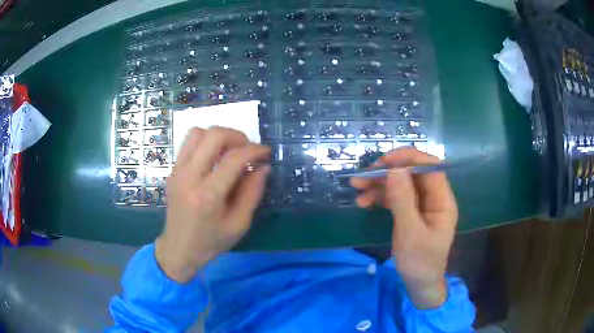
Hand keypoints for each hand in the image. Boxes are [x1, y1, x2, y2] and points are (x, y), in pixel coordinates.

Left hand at [155, 127, 270, 282]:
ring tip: (230, 151)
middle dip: (236, 136)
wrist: (179, 248)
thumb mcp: (239, 224)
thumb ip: (253, 193)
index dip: (254, 150)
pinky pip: (189, 143)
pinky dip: (205, 142)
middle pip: (213, 135)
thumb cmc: (211, 241)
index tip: (266, 152)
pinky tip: (214, 158)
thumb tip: (263, 167)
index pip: (233, 159)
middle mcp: (189, 177)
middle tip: (247, 149)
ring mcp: (177, 171)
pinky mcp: (173, 170)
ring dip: (218, 136)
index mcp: (208, 196)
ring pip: (197, 132)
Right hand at [350, 147, 457, 308]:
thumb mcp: (410, 234)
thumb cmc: (420, 261)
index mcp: (442, 201)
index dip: (409, 158)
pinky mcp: (409, 212)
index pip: (430, 167)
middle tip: (364, 175)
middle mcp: (432, 198)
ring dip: (379, 183)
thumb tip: (393, 170)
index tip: (385, 161)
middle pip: (412, 173)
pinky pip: (394, 197)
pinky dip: (379, 196)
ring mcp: (420, 204)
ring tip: (357, 187)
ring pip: (400, 184)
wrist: (419, 283)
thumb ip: (403, 201)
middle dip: (388, 171)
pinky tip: (363, 201)